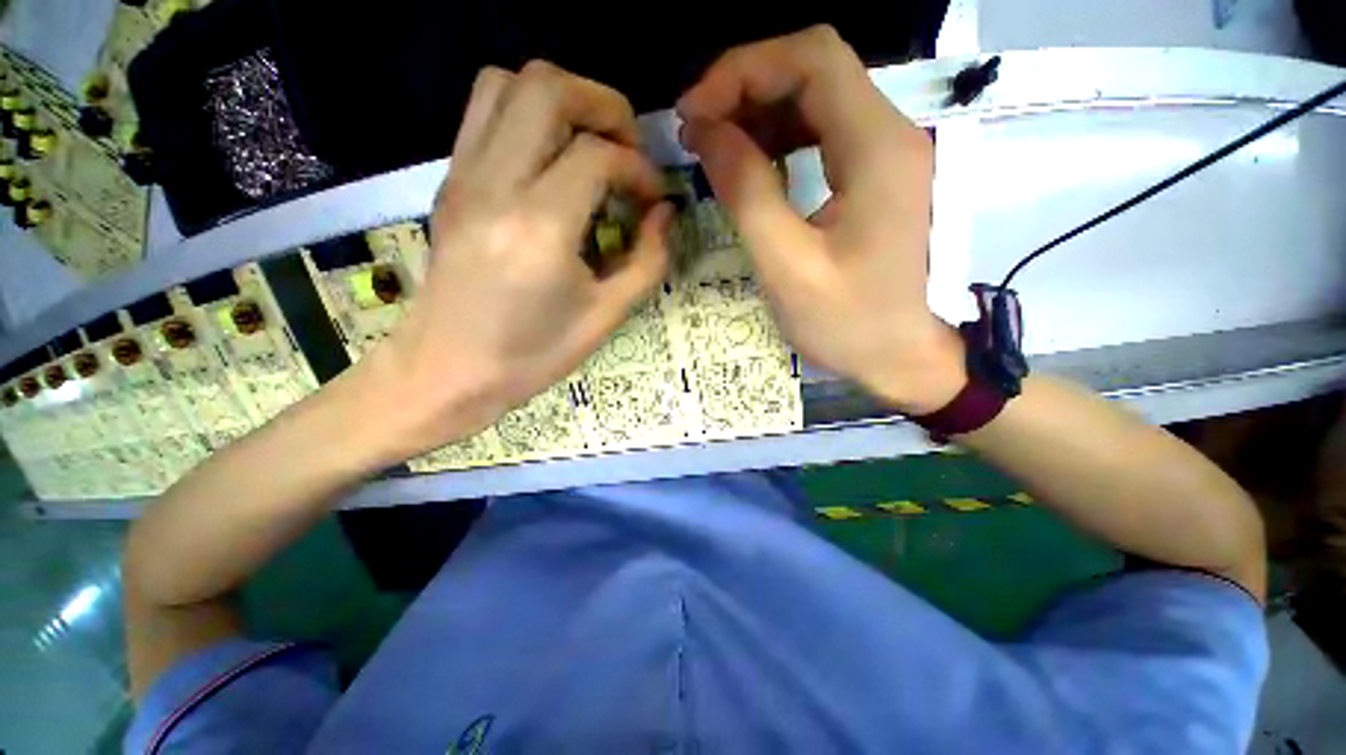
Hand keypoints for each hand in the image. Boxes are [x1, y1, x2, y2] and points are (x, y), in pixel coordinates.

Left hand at [366, 61, 671, 456]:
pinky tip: (552, 160)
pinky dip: (527, 114)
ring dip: (562, 100)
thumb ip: (648, 260)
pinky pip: (485, 112)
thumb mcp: (606, 317)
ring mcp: (462, 176)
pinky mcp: (450, 182)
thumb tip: (665, 213)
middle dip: (604, 105)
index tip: (655, 197)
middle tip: (628, 149)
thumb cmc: (531, 355)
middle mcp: (495, 184)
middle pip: (548, 87)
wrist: (446, 370)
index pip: (598, 156)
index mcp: (540, 228)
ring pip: (508, 83)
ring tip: (591, 145)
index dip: (639, 169)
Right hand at [677, 26, 964, 414]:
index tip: (695, 112)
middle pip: (815, 69)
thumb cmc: (848, 323)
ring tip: (715, 147)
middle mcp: (890, 134)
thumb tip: (706, 133)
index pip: (812, 59)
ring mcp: (887, 154)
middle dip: (747, 88)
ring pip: (817, 98)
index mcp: (877, 148)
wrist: (902, 358)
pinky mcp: (876, 176)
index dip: (744, 70)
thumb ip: (747, 193)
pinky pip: (823, 133)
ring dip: (760, 112)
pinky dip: (780, 138)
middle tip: (698, 130)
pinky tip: (752, 164)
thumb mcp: (787, 266)